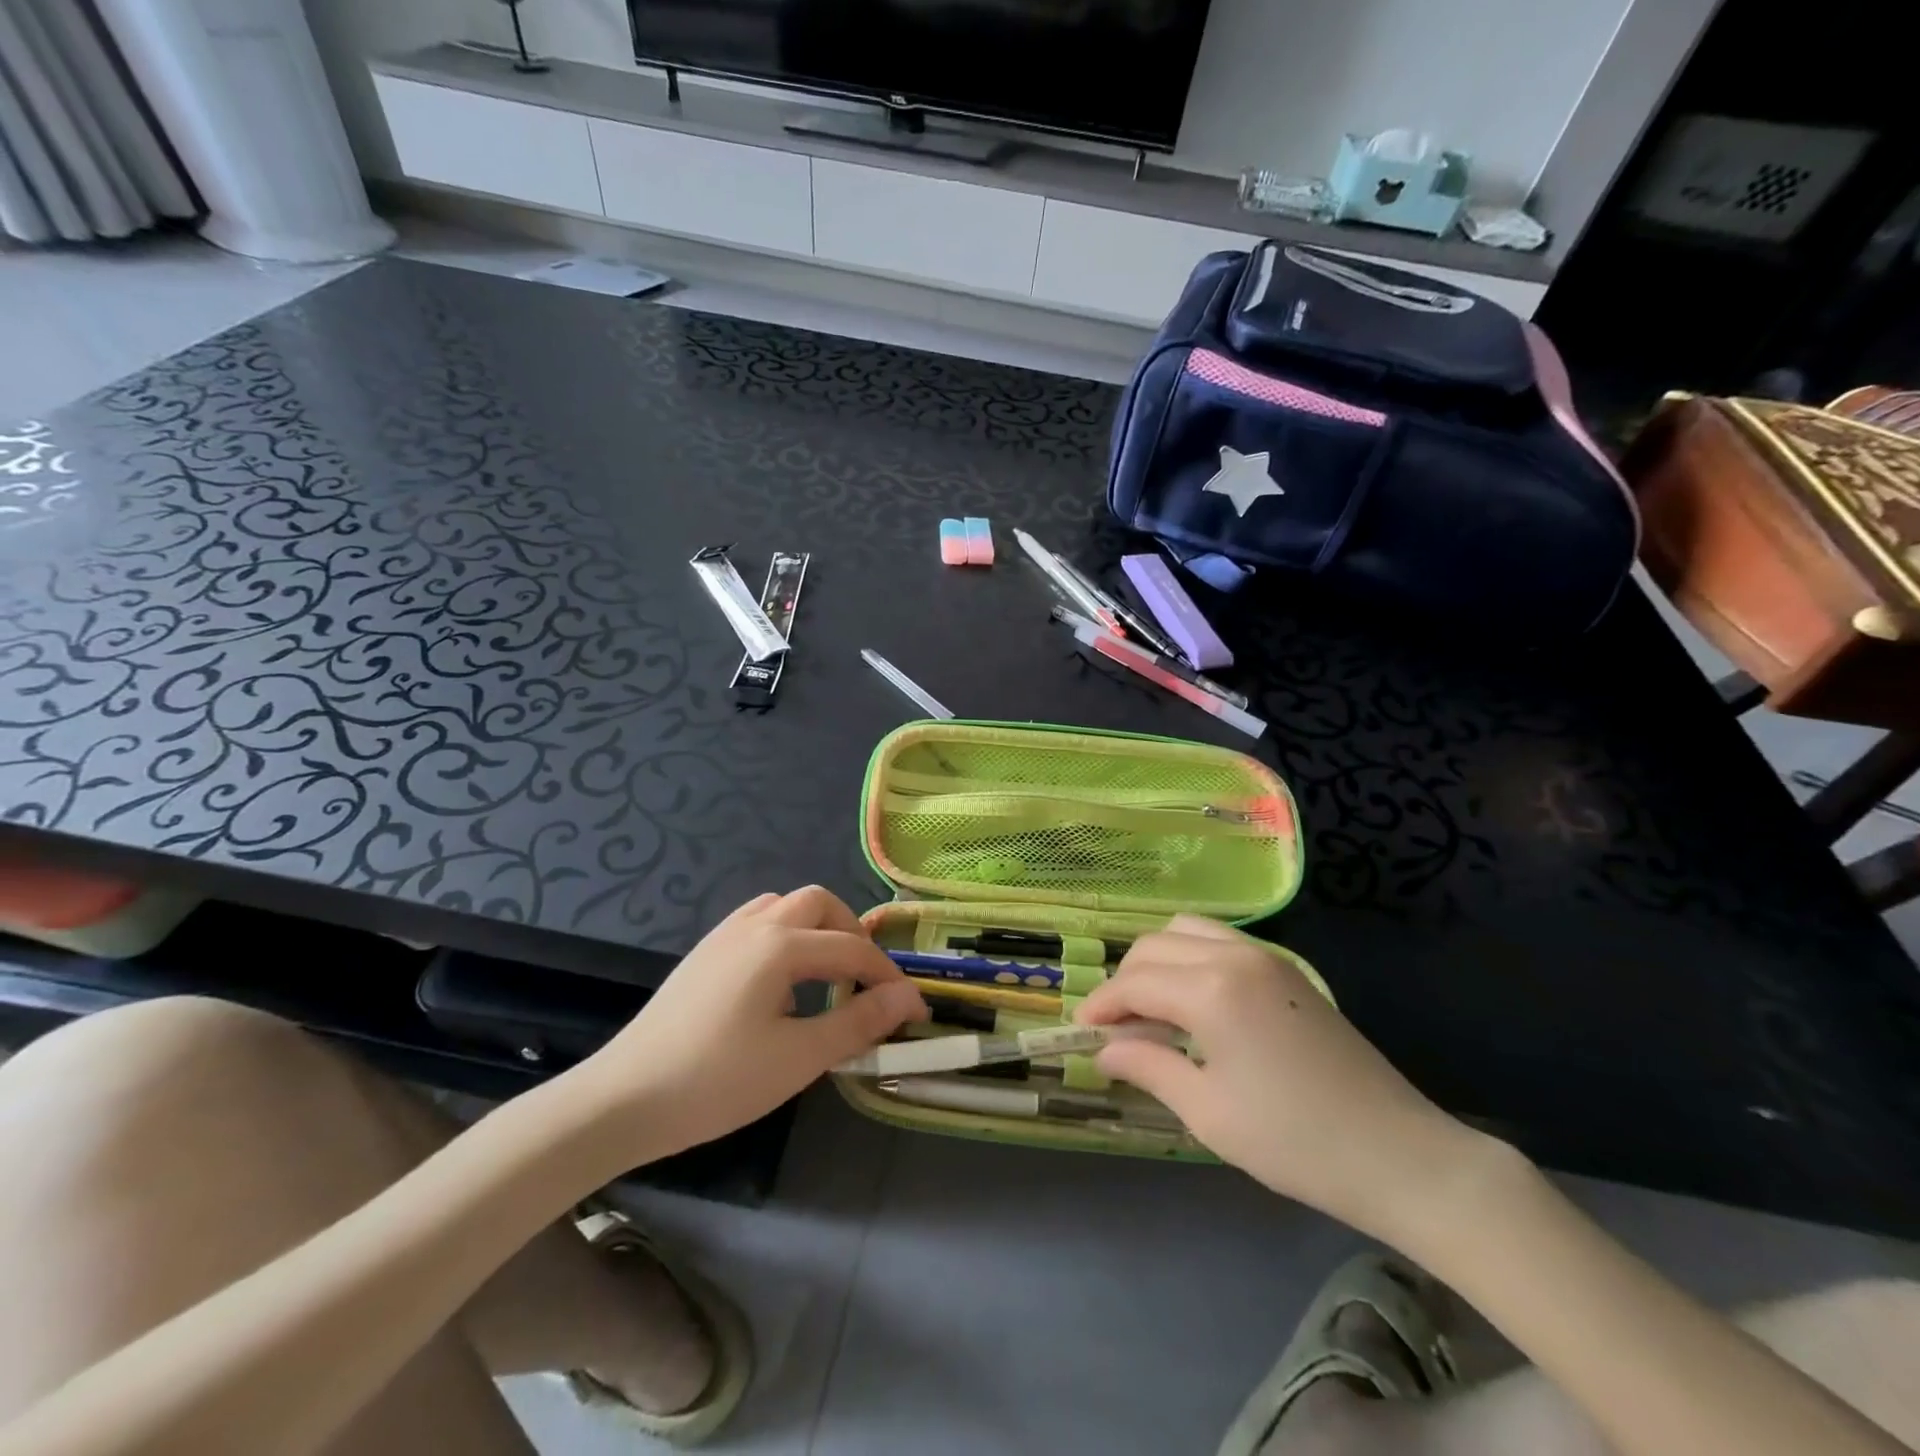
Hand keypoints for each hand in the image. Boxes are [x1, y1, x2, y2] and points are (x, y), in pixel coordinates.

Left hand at [581, 887, 927, 1153]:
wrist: (622, 1100)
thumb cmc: (716, 1081)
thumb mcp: (798, 1058)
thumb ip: (858, 1022)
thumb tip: (908, 999)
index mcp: (780, 945)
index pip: (853, 949)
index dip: (890, 978)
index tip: (915, 1011)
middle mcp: (755, 925)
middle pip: (820, 904)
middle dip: (852, 934)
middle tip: (865, 982)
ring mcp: (724, 935)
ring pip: (786, 907)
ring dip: (817, 929)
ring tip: (827, 976)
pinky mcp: (704, 953)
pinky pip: (758, 921)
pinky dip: (786, 935)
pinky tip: (782, 981)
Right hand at [1077, 915, 1489, 1243]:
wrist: (1398, 1154)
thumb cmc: (1295, 1142)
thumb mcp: (1208, 1113)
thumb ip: (1148, 1068)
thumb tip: (1104, 1050)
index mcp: (1211, 990)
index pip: (1134, 983)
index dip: (1101, 1006)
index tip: (1080, 1033)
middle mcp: (1233, 956)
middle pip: (1153, 947)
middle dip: (1124, 982)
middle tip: (1116, 1030)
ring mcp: (1264, 956)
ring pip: (1185, 932)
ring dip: (1156, 962)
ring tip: (1152, 1011)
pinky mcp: (1285, 969)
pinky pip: (1218, 941)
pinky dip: (1189, 958)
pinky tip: (1193, 1003)